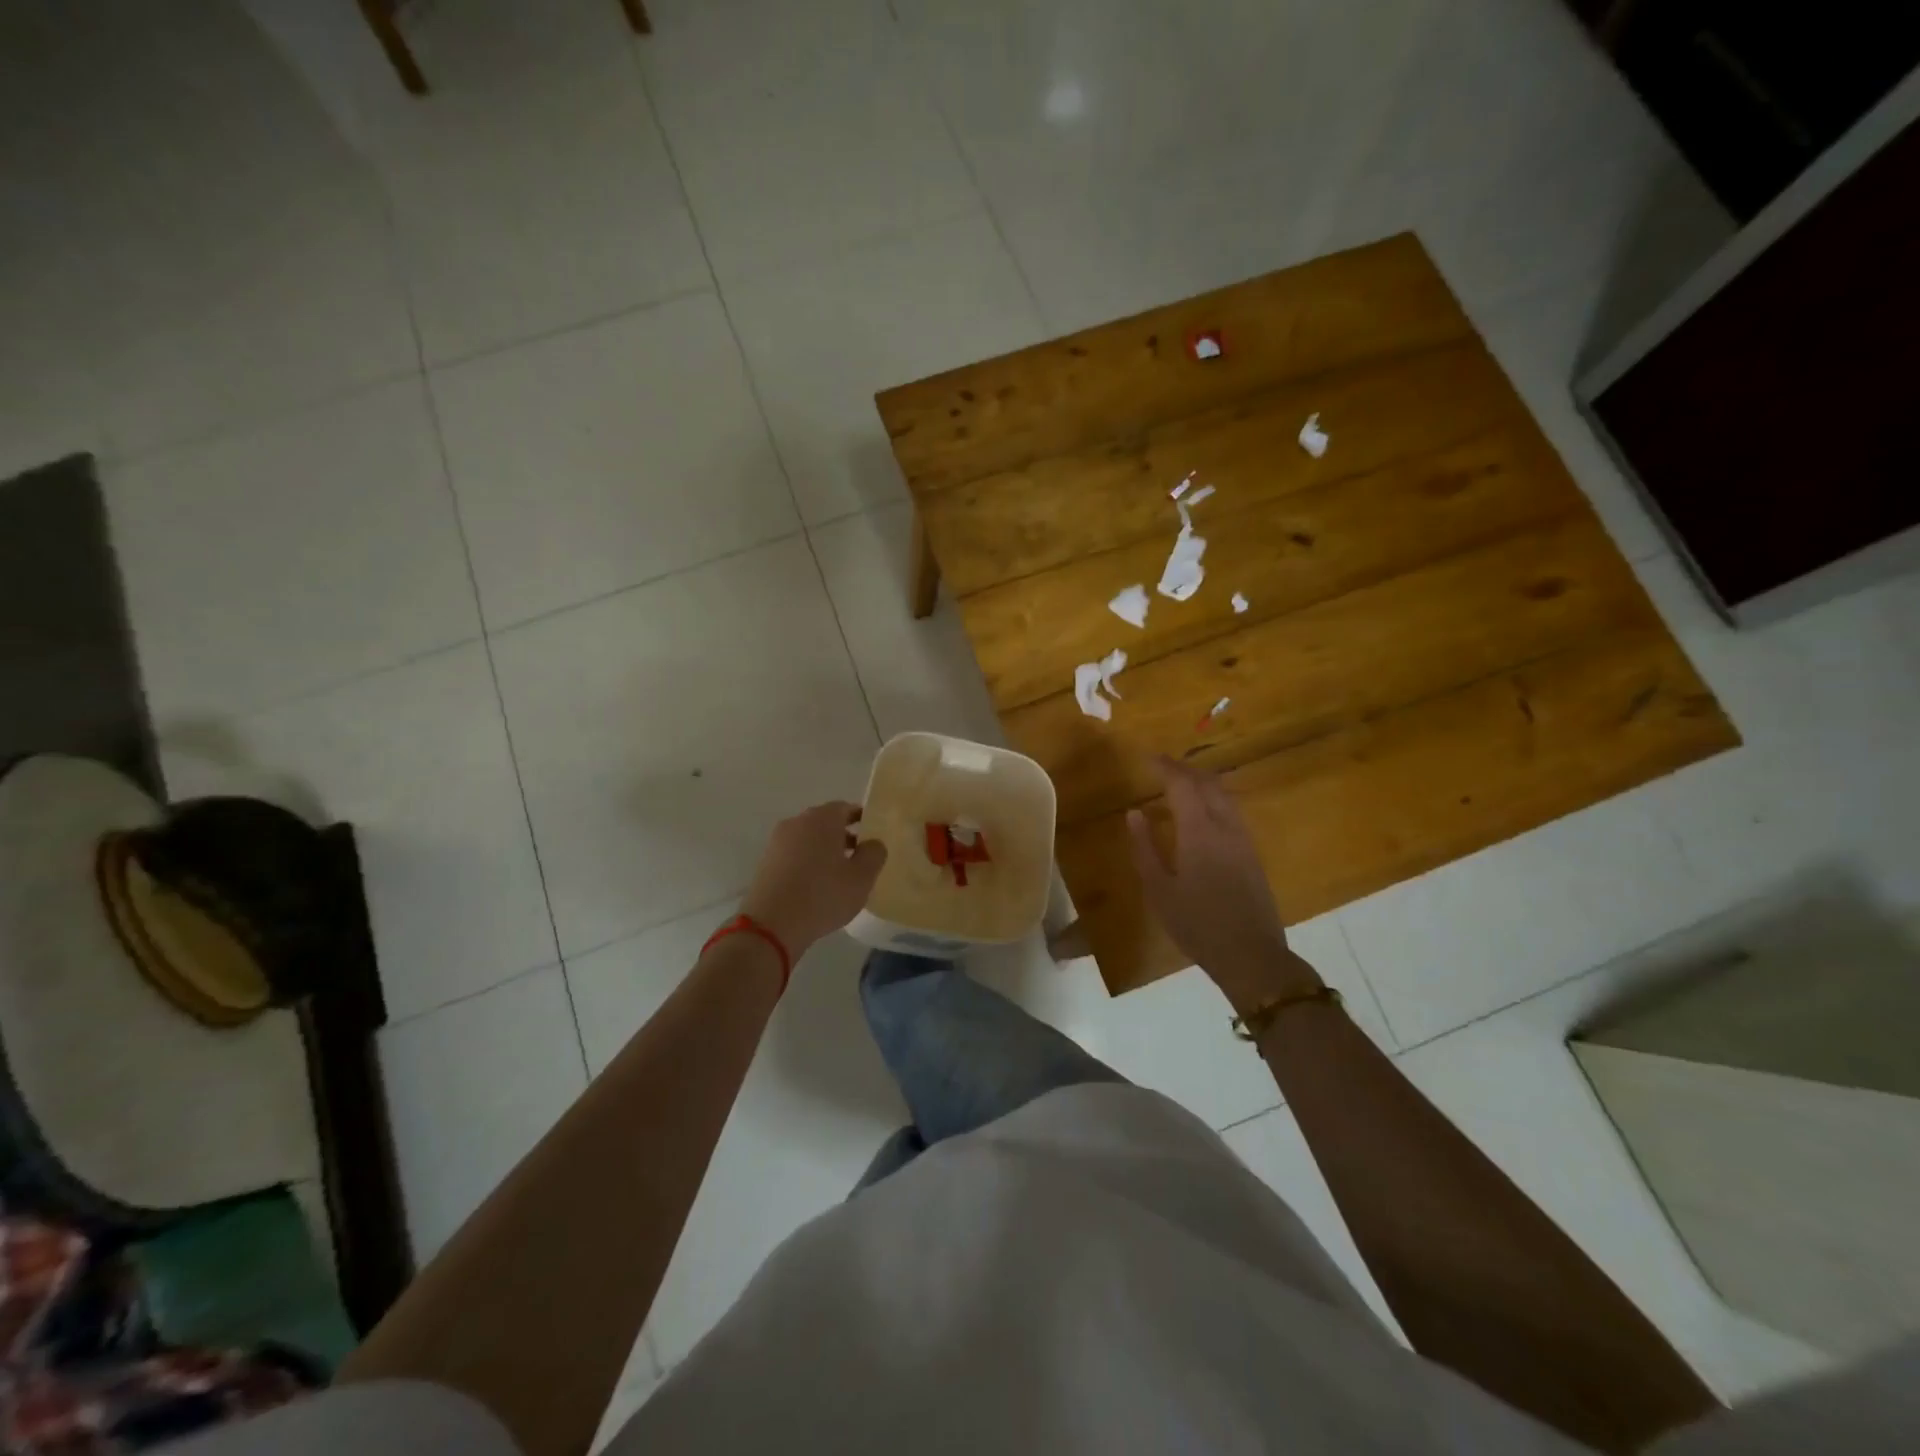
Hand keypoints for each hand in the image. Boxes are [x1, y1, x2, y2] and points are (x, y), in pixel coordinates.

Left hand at [740, 802, 887, 960]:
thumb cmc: (823, 896)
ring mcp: (777, 842)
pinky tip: (816, 885)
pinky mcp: (766, 863)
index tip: (872, 834)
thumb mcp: (862, 878)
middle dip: (843, 835)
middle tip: (859, 855)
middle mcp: (797, 823)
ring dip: (824, 850)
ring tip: (839, 874)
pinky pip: (794, 855)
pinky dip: (807, 862)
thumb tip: (873, 843)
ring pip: (808, 839)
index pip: (845, 808)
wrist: (771, 925)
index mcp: (822, 819)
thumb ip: (874, 854)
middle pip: (825, 822)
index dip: (861, 818)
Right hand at [1127, 756, 1319, 1013]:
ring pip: (1225, 796)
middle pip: (1208, 784)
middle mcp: (1226, 827)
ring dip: (1202, 783)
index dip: (1165, 768)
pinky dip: (1213, 800)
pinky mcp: (1253, 854)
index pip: (1183, 785)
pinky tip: (1201, 814)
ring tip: (1181, 784)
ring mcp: (1244, 840)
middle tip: (1162, 766)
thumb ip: (1145, 848)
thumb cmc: (1197, 925)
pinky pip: (1232, 812)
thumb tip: (1134, 814)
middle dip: (1185, 770)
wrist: (1251, 955)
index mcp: (1200, 832)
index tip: (1148, 758)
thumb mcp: (1159, 890)